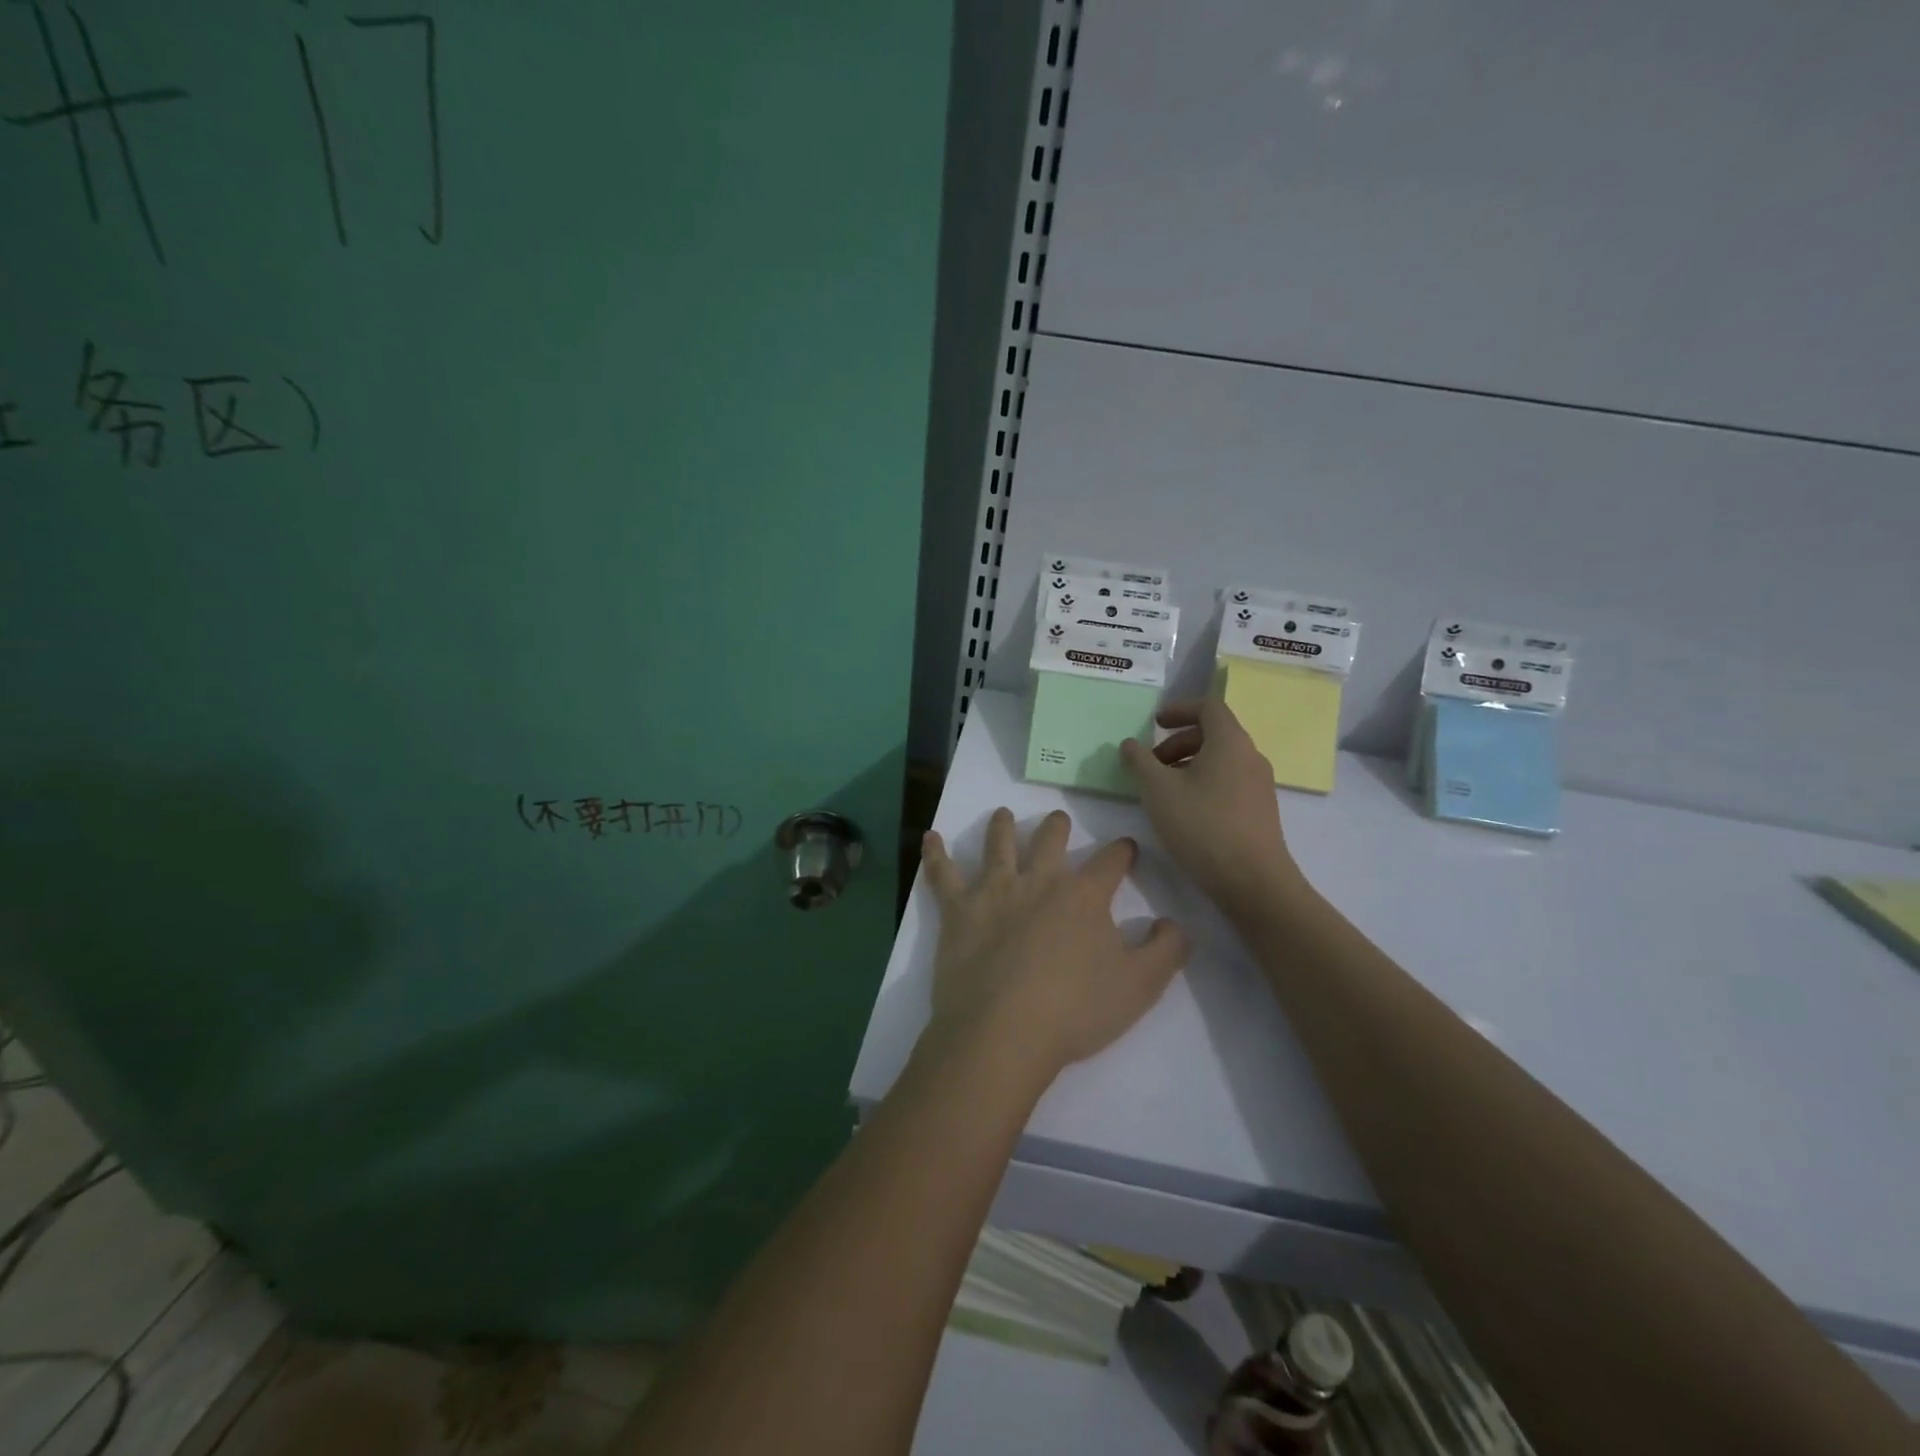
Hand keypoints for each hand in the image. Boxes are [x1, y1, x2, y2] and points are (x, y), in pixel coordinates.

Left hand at [920, 807, 1187, 1086]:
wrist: (1004, 1031)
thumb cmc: (1075, 1011)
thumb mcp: (1140, 986)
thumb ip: (1166, 950)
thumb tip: (1173, 922)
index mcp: (1084, 895)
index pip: (1111, 861)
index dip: (1123, 851)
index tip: (1127, 848)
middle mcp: (1039, 880)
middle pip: (1050, 839)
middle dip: (1058, 827)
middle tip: (1059, 820)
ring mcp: (994, 891)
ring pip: (998, 844)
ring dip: (1001, 826)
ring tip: (1002, 814)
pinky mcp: (958, 910)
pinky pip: (943, 874)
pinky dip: (935, 854)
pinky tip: (930, 838)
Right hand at [1120, 697, 1304, 920]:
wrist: (1253, 881)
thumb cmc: (1202, 826)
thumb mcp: (1158, 790)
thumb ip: (1139, 762)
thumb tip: (1130, 744)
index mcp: (1230, 742)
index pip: (1208, 707)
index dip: (1179, 709)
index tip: (1153, 723)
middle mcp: (1250, 756)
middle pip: (1213, 733)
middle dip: (1177, 742)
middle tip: (1150, 764)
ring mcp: (1259, 784)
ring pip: (1220, 760)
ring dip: (1188, 764)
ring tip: (1162, 790)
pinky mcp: (1260, 810)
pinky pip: (1228, 781)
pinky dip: (1203, 782)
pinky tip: (1184, 811)